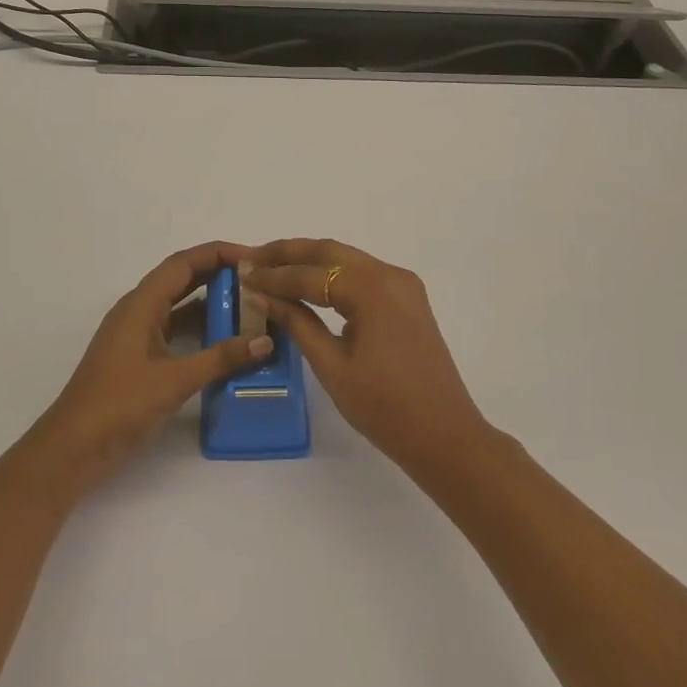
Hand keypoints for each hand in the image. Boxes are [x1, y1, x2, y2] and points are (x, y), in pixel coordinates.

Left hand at [29, 242, 272, 497]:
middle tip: (258, 281)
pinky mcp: (139, 357)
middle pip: (182, 279)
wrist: (73, 448)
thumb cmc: (120, 405)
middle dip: (218, 275)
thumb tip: (265, 340)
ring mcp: (136, 335)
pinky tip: (226, 342)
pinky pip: (174, 330)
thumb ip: (221, 358)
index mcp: (141, 304)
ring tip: (250, 308)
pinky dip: (200, 330)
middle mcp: (138, 311)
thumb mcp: (175, 380)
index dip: (218, 253)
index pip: (183, 263)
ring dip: (211, 303)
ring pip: (179, 306)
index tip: (253, 257)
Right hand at [243, 239, 491, 472]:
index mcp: (371, 289)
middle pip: (330, 251)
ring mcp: (403, 285)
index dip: (273, 276)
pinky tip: (309, 284)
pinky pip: (363, 275)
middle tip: (253, 258)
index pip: (310, 274)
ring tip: (272, 267)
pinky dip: (333, 275)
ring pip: (348, 259)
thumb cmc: (384, 407)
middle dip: (289, 252)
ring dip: (310, 260)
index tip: (242, 275)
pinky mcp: (408, 299)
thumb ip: (297, 322)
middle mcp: (389, 275)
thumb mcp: (332, 365)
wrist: (444, 435)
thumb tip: (262, 295)